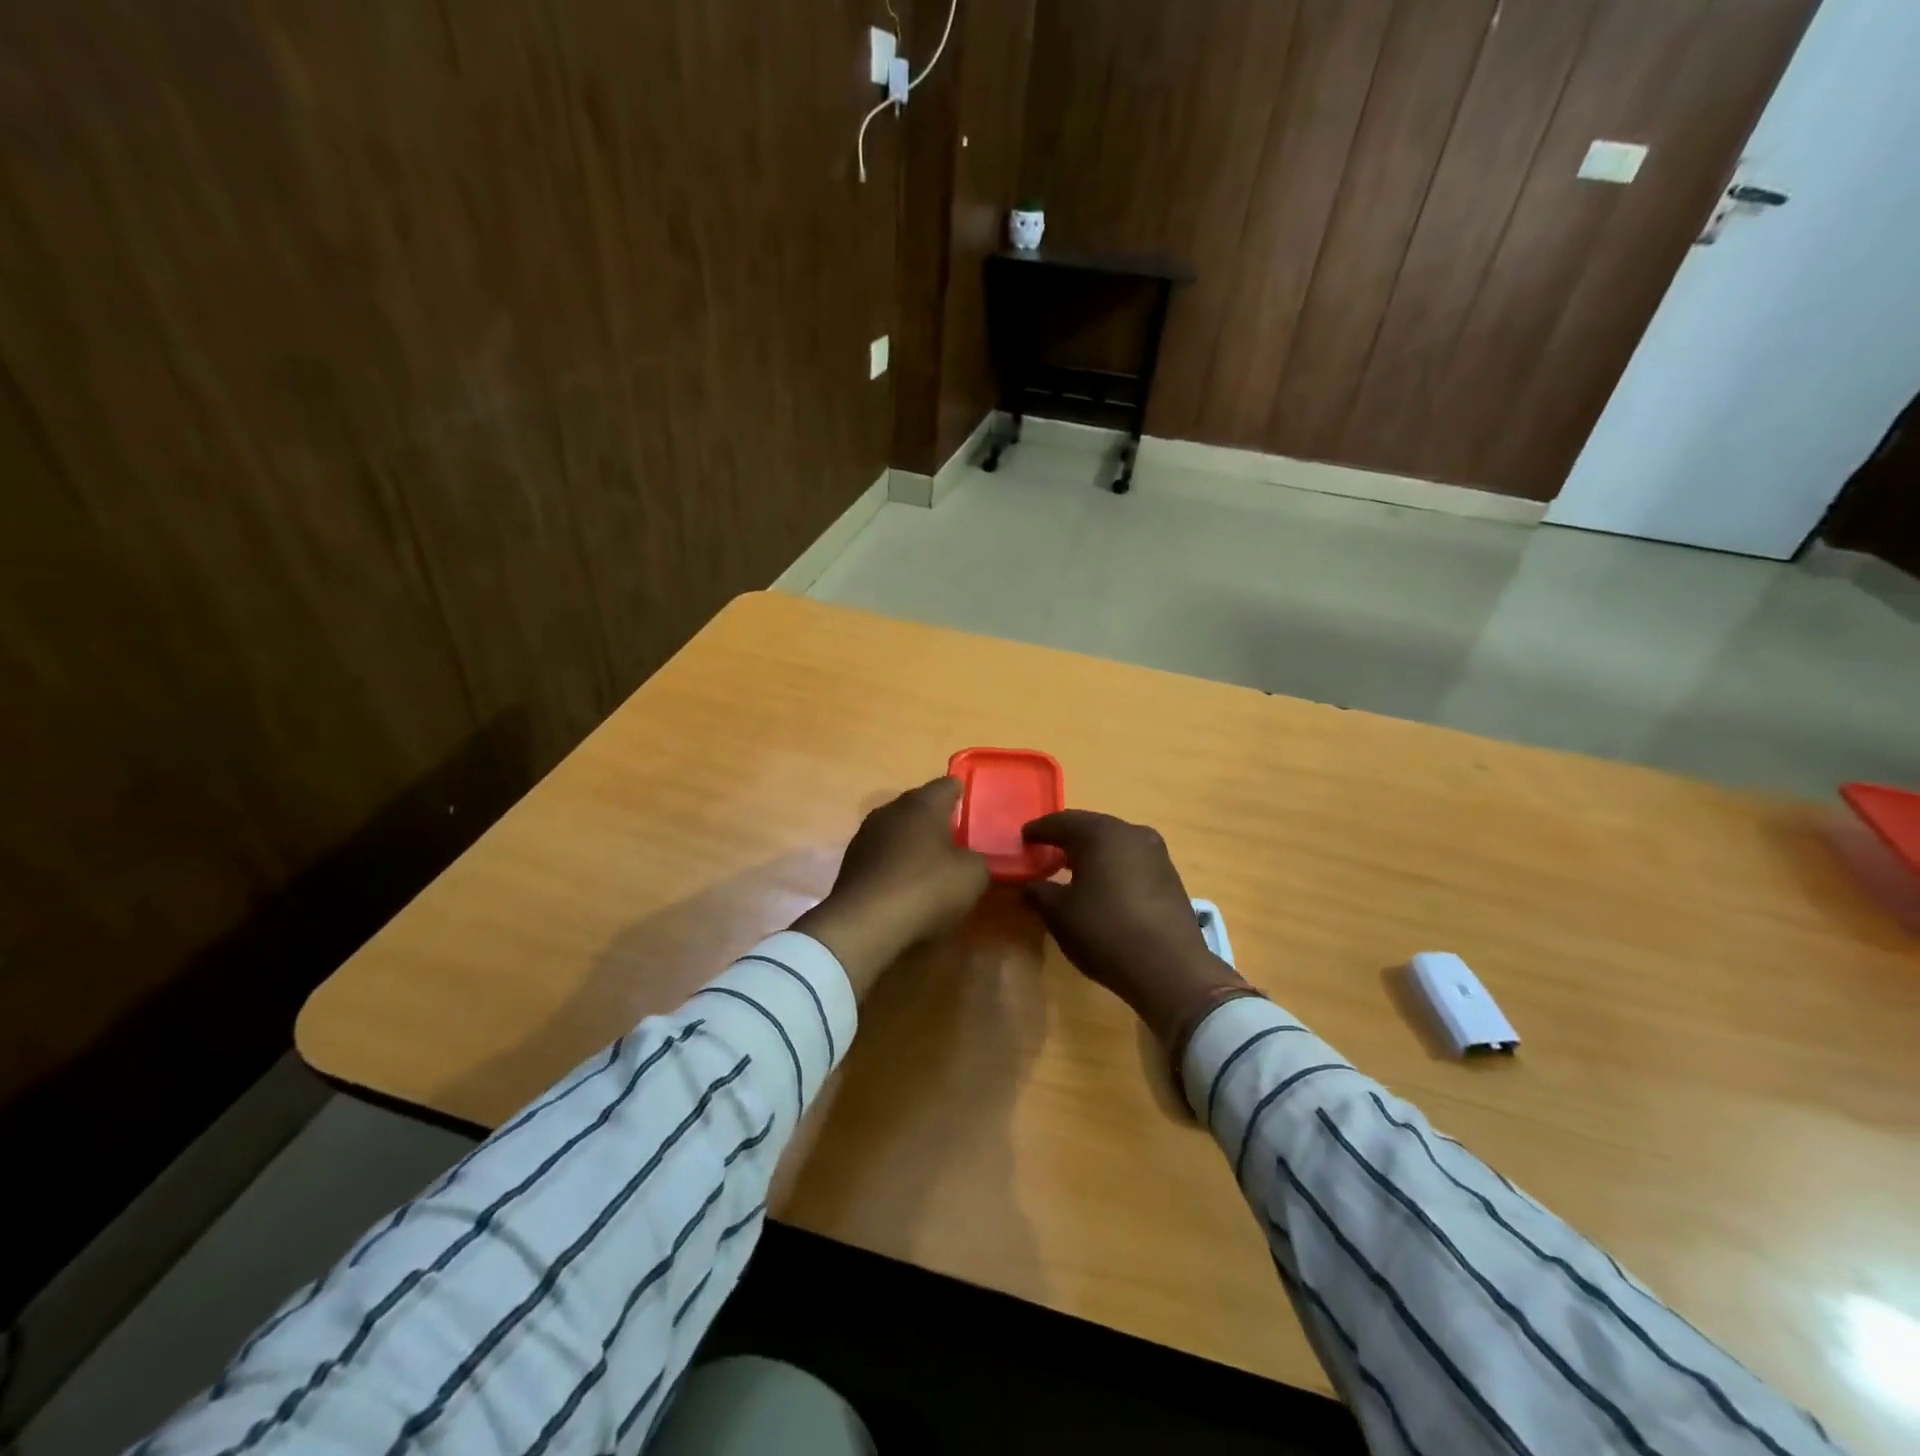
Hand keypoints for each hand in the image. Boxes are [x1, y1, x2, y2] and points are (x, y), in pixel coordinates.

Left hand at [793, 778, 990, 995]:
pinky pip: (882, 855)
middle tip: (957, 842)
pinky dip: (895, 865)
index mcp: (923, 804)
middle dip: (937, 821)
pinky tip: (905, 888)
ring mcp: (866, 835)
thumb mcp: (973, 876)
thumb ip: (977, 859)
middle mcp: (891, 810)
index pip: (948, 784)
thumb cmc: (926, 888)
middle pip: (920, 806)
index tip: (973, 809)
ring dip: (913, 844)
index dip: (963, 794)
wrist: (865, 923)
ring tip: (931, 868)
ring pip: (898, 830)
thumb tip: (968, 860)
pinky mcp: (851, 862)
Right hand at [1022, 810, 1244, 1043]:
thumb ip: (1039, 892)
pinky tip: (1102, 887)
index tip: (1023, 838)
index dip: (1039, 830)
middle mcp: (1130, 832)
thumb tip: (1031, 885)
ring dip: (1091, 853)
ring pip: (1113, 844)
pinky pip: (1131, 861)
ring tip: (1071, 871)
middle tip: (1044, 851)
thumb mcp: (1059, 914)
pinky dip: (1111, 867)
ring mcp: (1155, 853)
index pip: (1061, 822)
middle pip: (1090, 828)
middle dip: (1066, 838)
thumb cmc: (1105, 931)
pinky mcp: (1169, 876)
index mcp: (1100, 833)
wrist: (1170, 968)